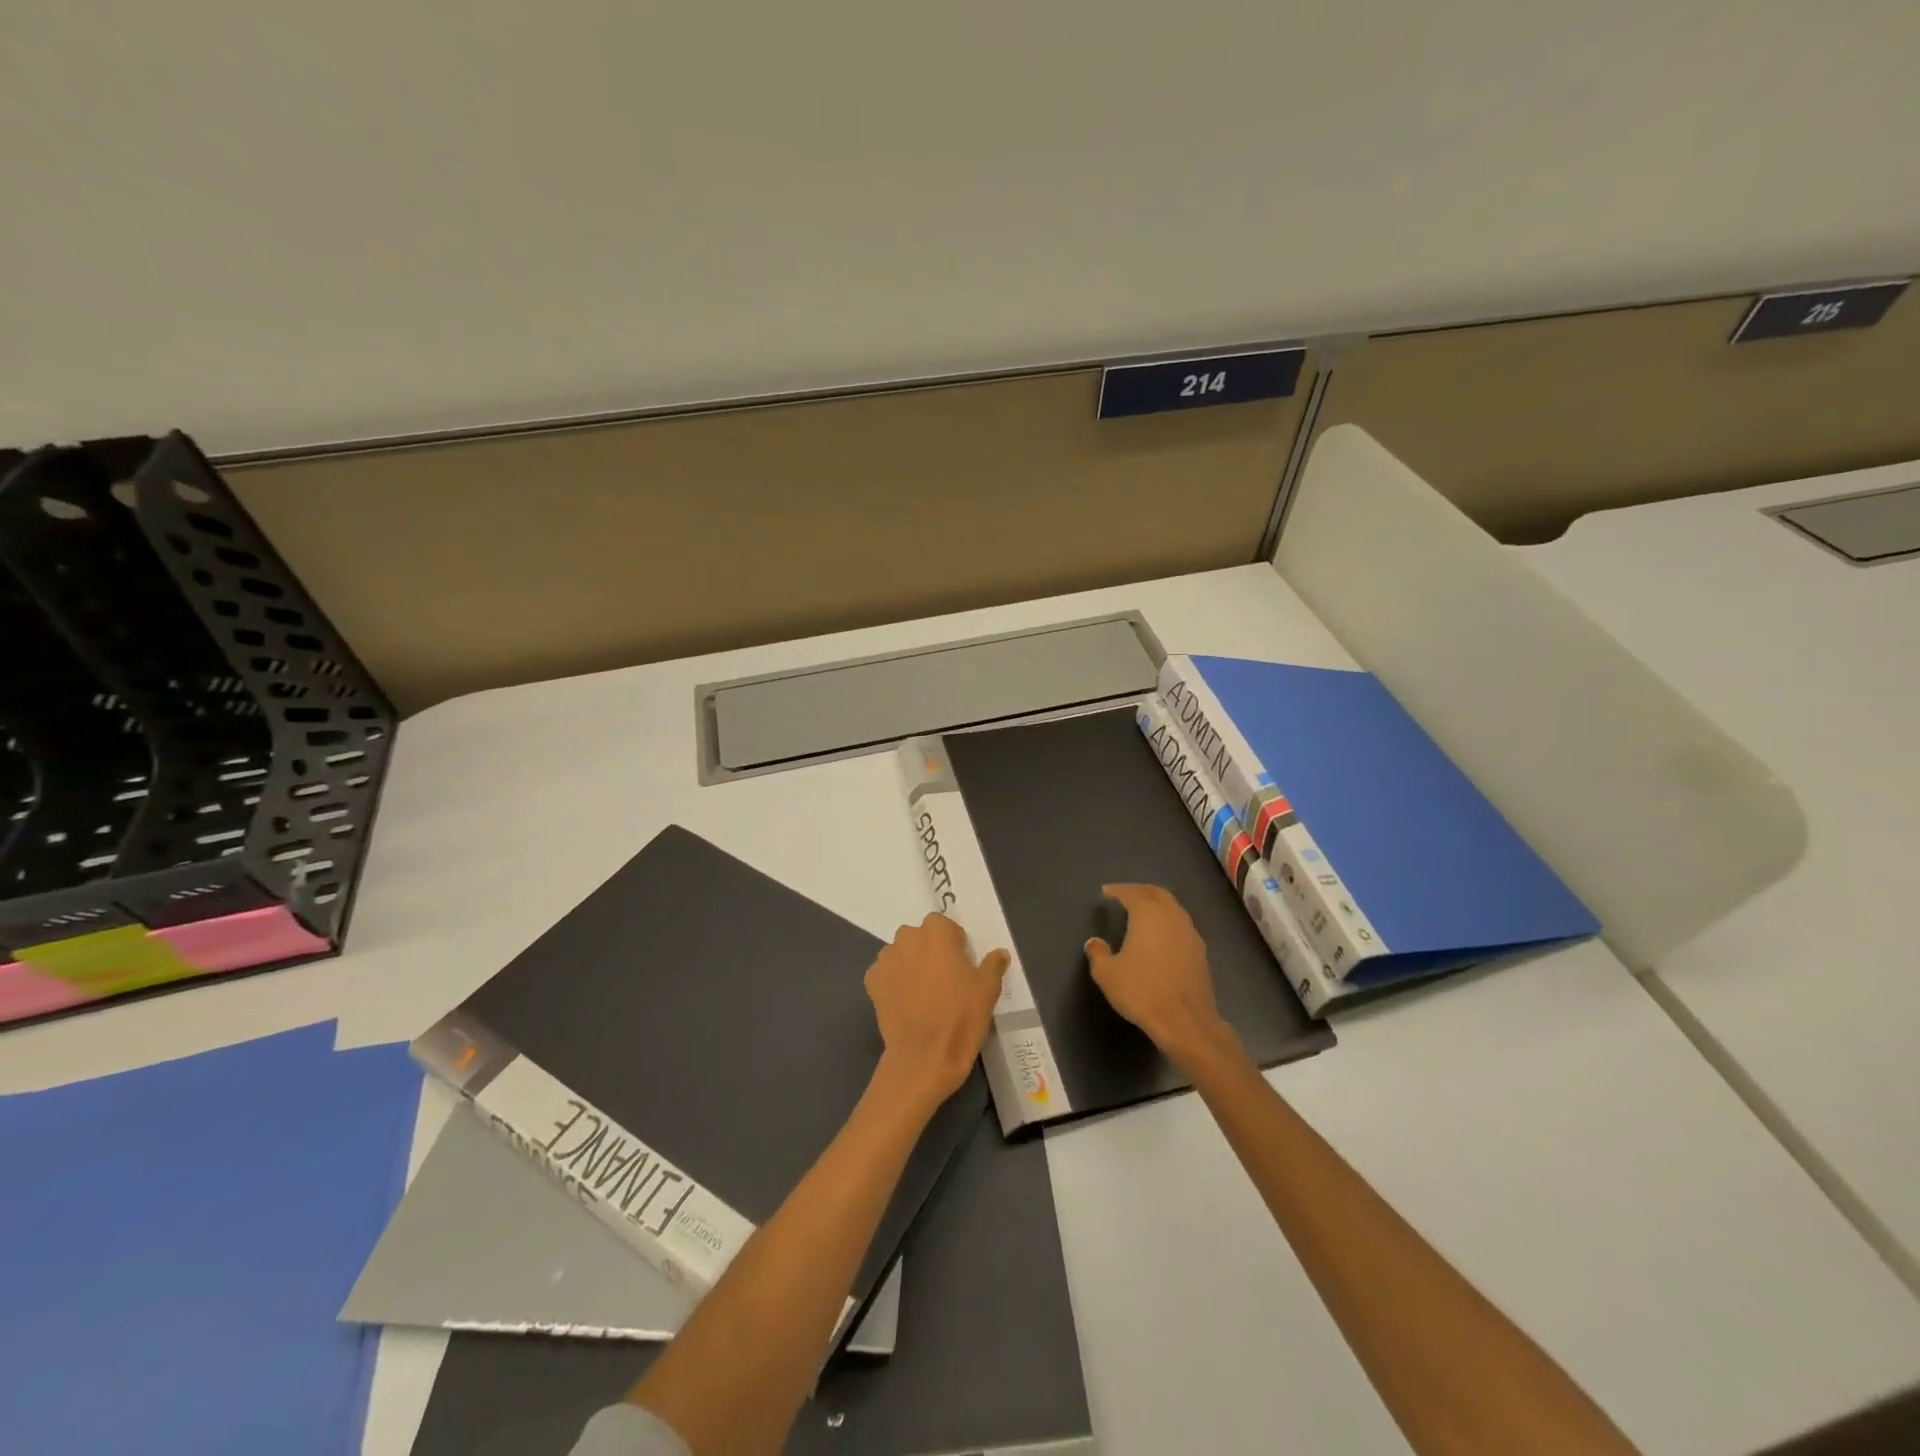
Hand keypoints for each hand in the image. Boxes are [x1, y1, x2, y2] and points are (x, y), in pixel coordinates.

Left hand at [865, 913, 1008, 1110]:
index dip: (953, 942)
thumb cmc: (960, 1017)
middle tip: (943, 978)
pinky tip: (905, 1003)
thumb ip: (993, 965)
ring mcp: (886, 960)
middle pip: (919, 936)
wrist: (923, 1057)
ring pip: (900, 953)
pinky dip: (893, 982)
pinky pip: (884, 974)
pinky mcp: (872, 983)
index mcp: (936, 933)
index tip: (961, 963)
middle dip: (928, 950)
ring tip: (922, 992)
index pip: (943, 924)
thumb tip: (999, 953)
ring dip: (909, 964)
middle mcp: (907, 939)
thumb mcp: (987, 991)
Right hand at [1085, 883, 1236, 1071]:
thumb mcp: (1108, 974)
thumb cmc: (1142, 992)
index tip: (1106, 892)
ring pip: (1173, 908)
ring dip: (1157, 904)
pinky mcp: (1200, 952)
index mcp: (1148, 915)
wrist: (1186, 1022)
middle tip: (1125, 895)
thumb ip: (1098, 954)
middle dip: (1140, 890)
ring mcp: (1190, 933)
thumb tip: (1094, 942)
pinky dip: (1168, 922)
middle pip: (1157, 893)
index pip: (1132, 892)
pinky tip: (1160, 936)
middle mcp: (1172, 917)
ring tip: (1142, 913)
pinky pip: (1181, 925)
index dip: (1118, 890)